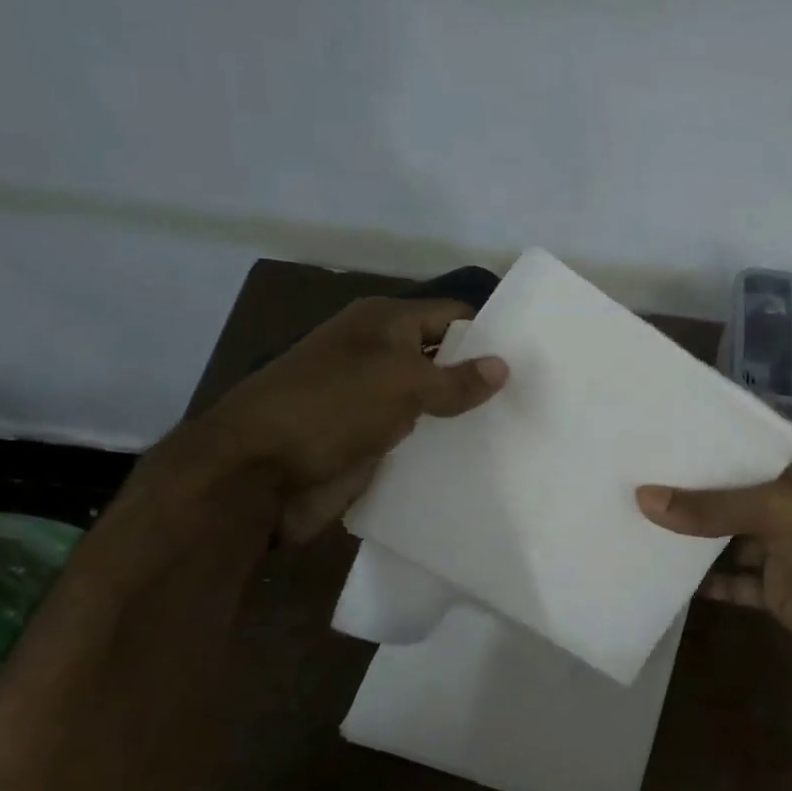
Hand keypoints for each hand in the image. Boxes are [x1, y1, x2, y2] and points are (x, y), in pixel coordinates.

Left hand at [200, 297, 506, 541]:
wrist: (256, 474)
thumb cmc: (331, 409)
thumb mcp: (401, 383)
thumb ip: (455, 378)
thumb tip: (503, 366)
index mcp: (382, 324)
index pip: (450, 316)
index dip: (488, 334)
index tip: (533, 358)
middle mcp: (377, 356)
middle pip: (442, 360)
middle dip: (481, 378)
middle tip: (535, 398)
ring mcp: (371, 401)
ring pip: (431, 403)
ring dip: (464, 417)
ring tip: (519, 430)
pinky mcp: (368, 442)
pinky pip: (416, 438)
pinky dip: (441, 446)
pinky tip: (481, 458)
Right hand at [636, 454, 791, 682]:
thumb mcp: (778, 513)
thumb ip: (712, 507)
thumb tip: (644, 498)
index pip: (746, 450)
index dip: (706, 446)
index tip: (657, 440)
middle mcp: (790, 506)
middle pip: (732, 494)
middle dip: (690, 491)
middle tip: (634, 479)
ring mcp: (782, 550)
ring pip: (727, 538)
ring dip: (692, 536)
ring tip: (638, 522)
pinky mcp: (775, 590)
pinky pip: (733, 581)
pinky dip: (706, 582)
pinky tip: (665, 576)